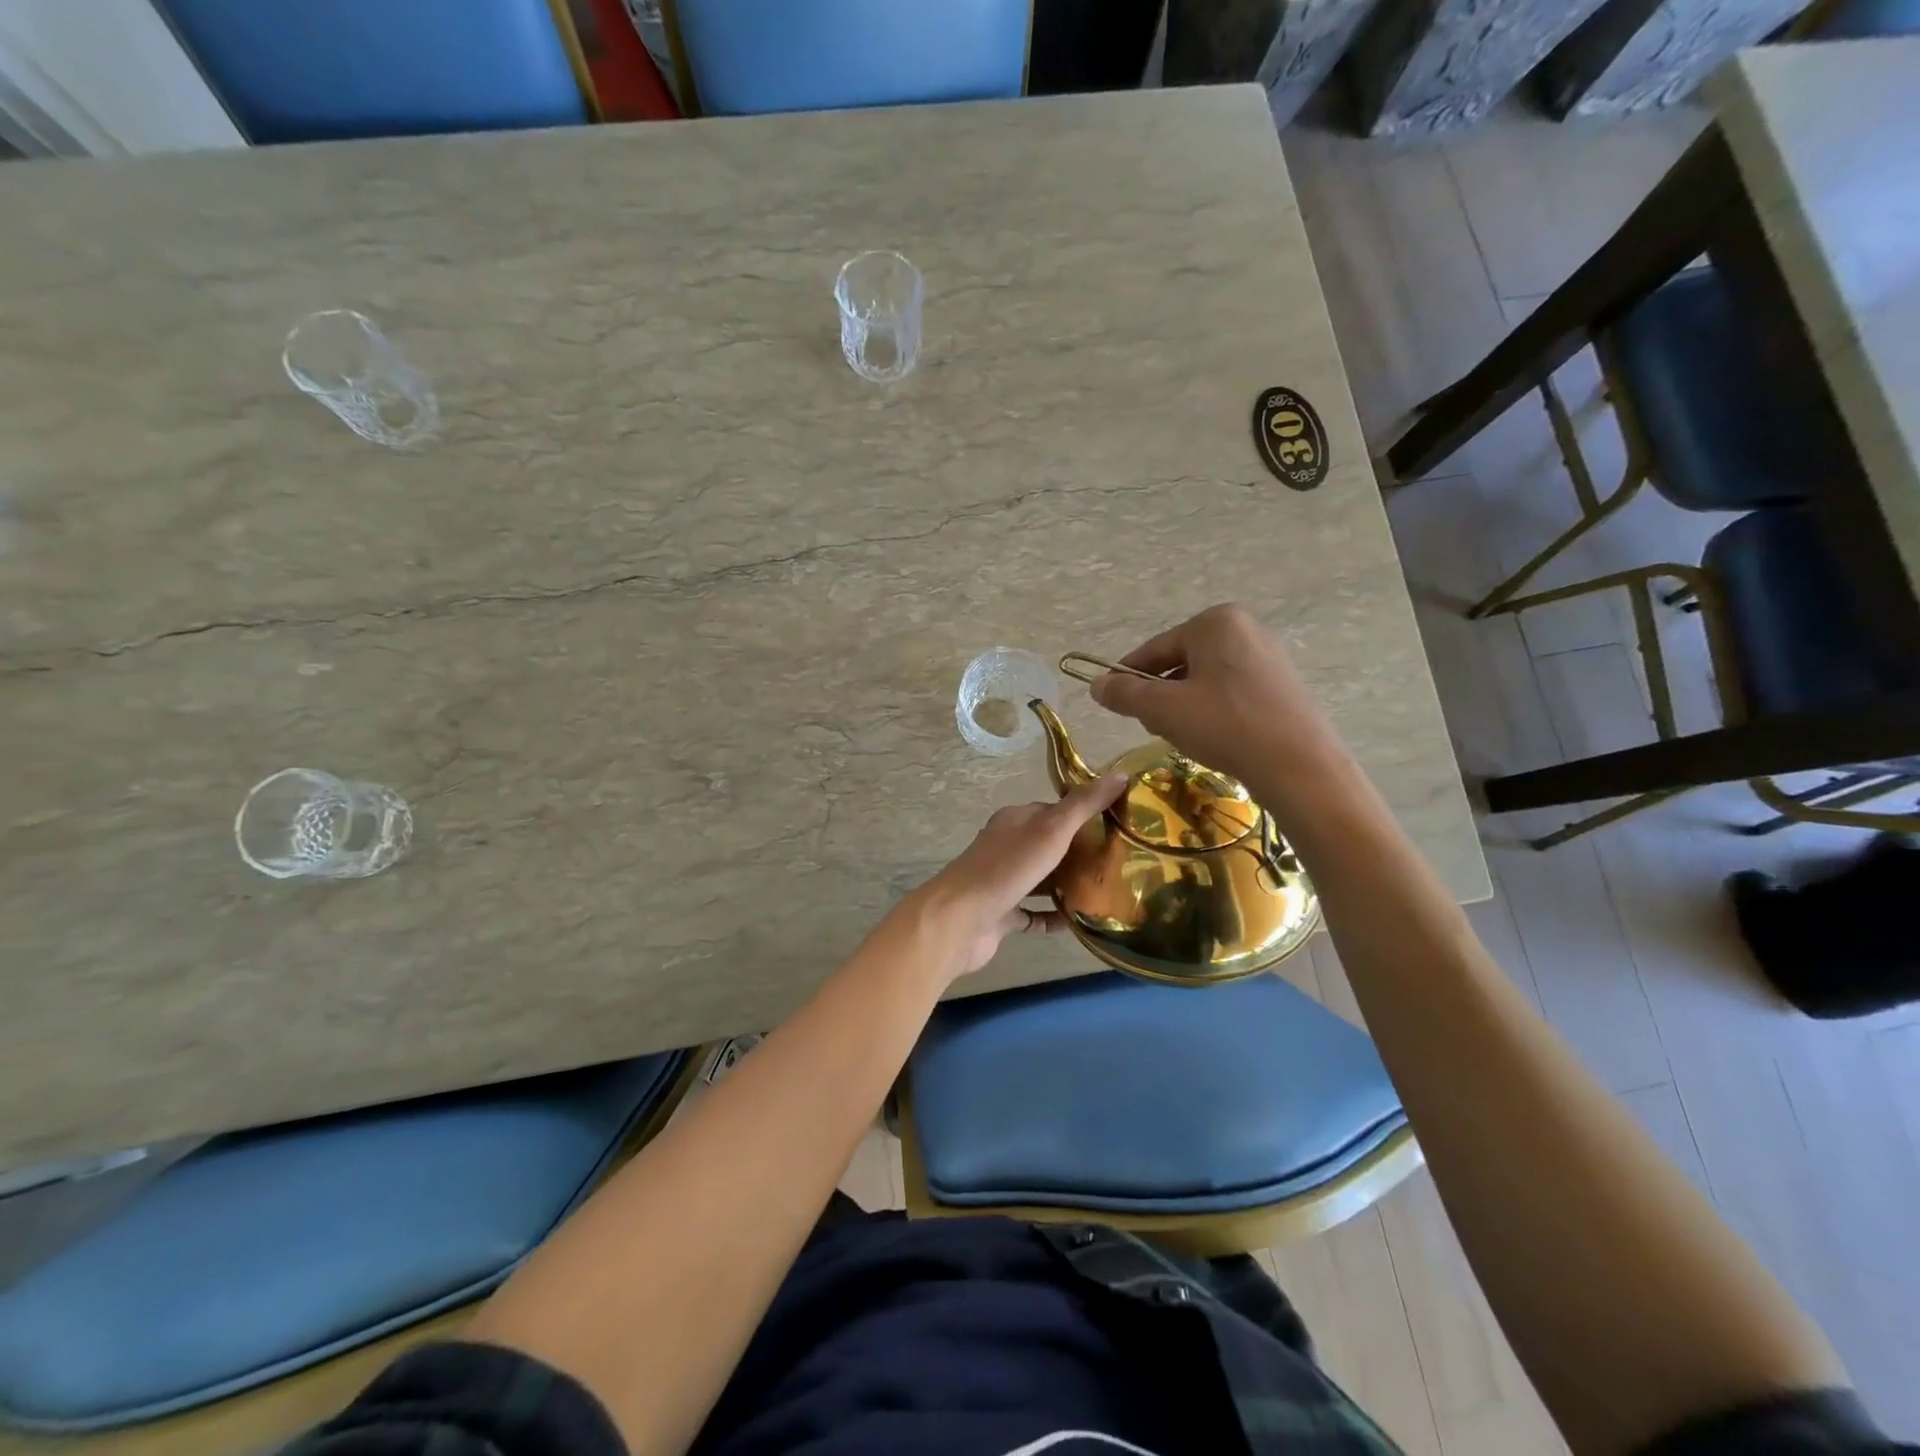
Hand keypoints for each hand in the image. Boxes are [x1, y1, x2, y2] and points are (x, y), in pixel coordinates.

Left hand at [901, 772, 1127, 980]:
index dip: (1082, 816)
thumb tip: (1120, 775)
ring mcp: (1002, 883)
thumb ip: (1084, 805)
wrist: (960, 919)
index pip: (1053, 811)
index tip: (1115, 826)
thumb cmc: (1007, 868)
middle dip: (1079, 853)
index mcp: (1014, 821)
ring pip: (1041, 879)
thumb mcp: (1051, 830)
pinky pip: (1033, 913)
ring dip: (1067, 885)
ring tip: (1105, 891)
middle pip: (1048, 846)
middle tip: (1117, 863)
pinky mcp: (1001, 915)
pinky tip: (1078, 922)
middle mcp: (1006, 848)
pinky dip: (1054, 917)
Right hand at [1088, 603, 1351, 802]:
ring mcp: (1269, 657)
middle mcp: (1245, 629)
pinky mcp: (1283, 686)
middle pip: (1180, 663)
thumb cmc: (1225, 725)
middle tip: (1154, 727)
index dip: (1127, 677)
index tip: (1111, 701)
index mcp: (1215, 623)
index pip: (1154, 649)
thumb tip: (1096, 684)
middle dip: (1161, 695)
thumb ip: (1124, 693)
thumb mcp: (1162, 709)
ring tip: (1185, 738)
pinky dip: (1214, 713)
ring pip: (1205, 681)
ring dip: (1185, 707)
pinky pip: (1232, 693)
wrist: (1298, 766)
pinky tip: (1216, 740)